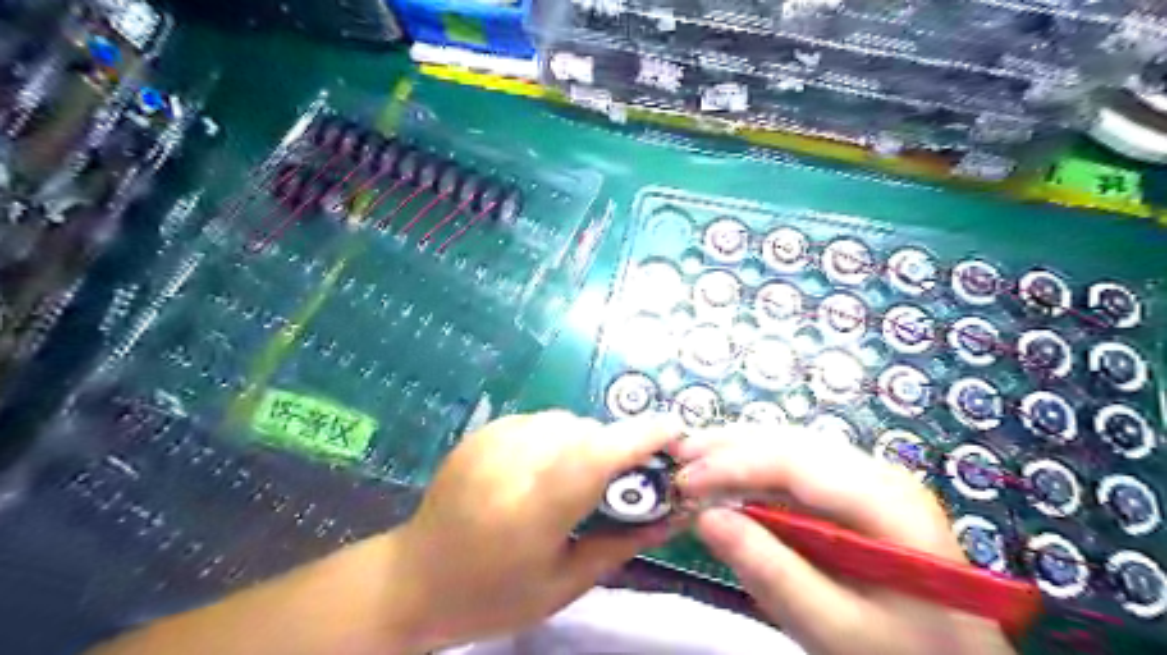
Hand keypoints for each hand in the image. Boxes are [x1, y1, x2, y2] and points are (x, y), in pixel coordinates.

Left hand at [394, 409, 685, 648]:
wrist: (414, 578)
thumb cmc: (492, 595)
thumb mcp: (564, 583)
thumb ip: (622, 543)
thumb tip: (675, 513)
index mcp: (531, 511)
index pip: (595, 456)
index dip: (641, 437)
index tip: (676, 432)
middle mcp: (511, 465)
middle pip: (586, 432)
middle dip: (616, 448)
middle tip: (622, 479)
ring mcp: (492, 442)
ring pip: (565, 421)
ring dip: (586, 441)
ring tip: (578, 477)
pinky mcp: (482, 432)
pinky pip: (540, 421)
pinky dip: (557, 438)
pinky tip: (545, 468)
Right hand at [675, 427, 1013, 654]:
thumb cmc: (902, 654)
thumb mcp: (835, 629)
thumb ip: (771, 572)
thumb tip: (706, 517)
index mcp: (887, 502)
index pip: (797, 463)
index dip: (734, 465)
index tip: (684, 481)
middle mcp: (879, 473)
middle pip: (792, 443)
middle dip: (729, 446)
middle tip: (676, 455)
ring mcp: (869, 477)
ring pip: (791, 446)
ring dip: (738, 449)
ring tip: (693, 456)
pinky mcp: (855, 490)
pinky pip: (796, 466)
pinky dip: (755, 467)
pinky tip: (729, 475)